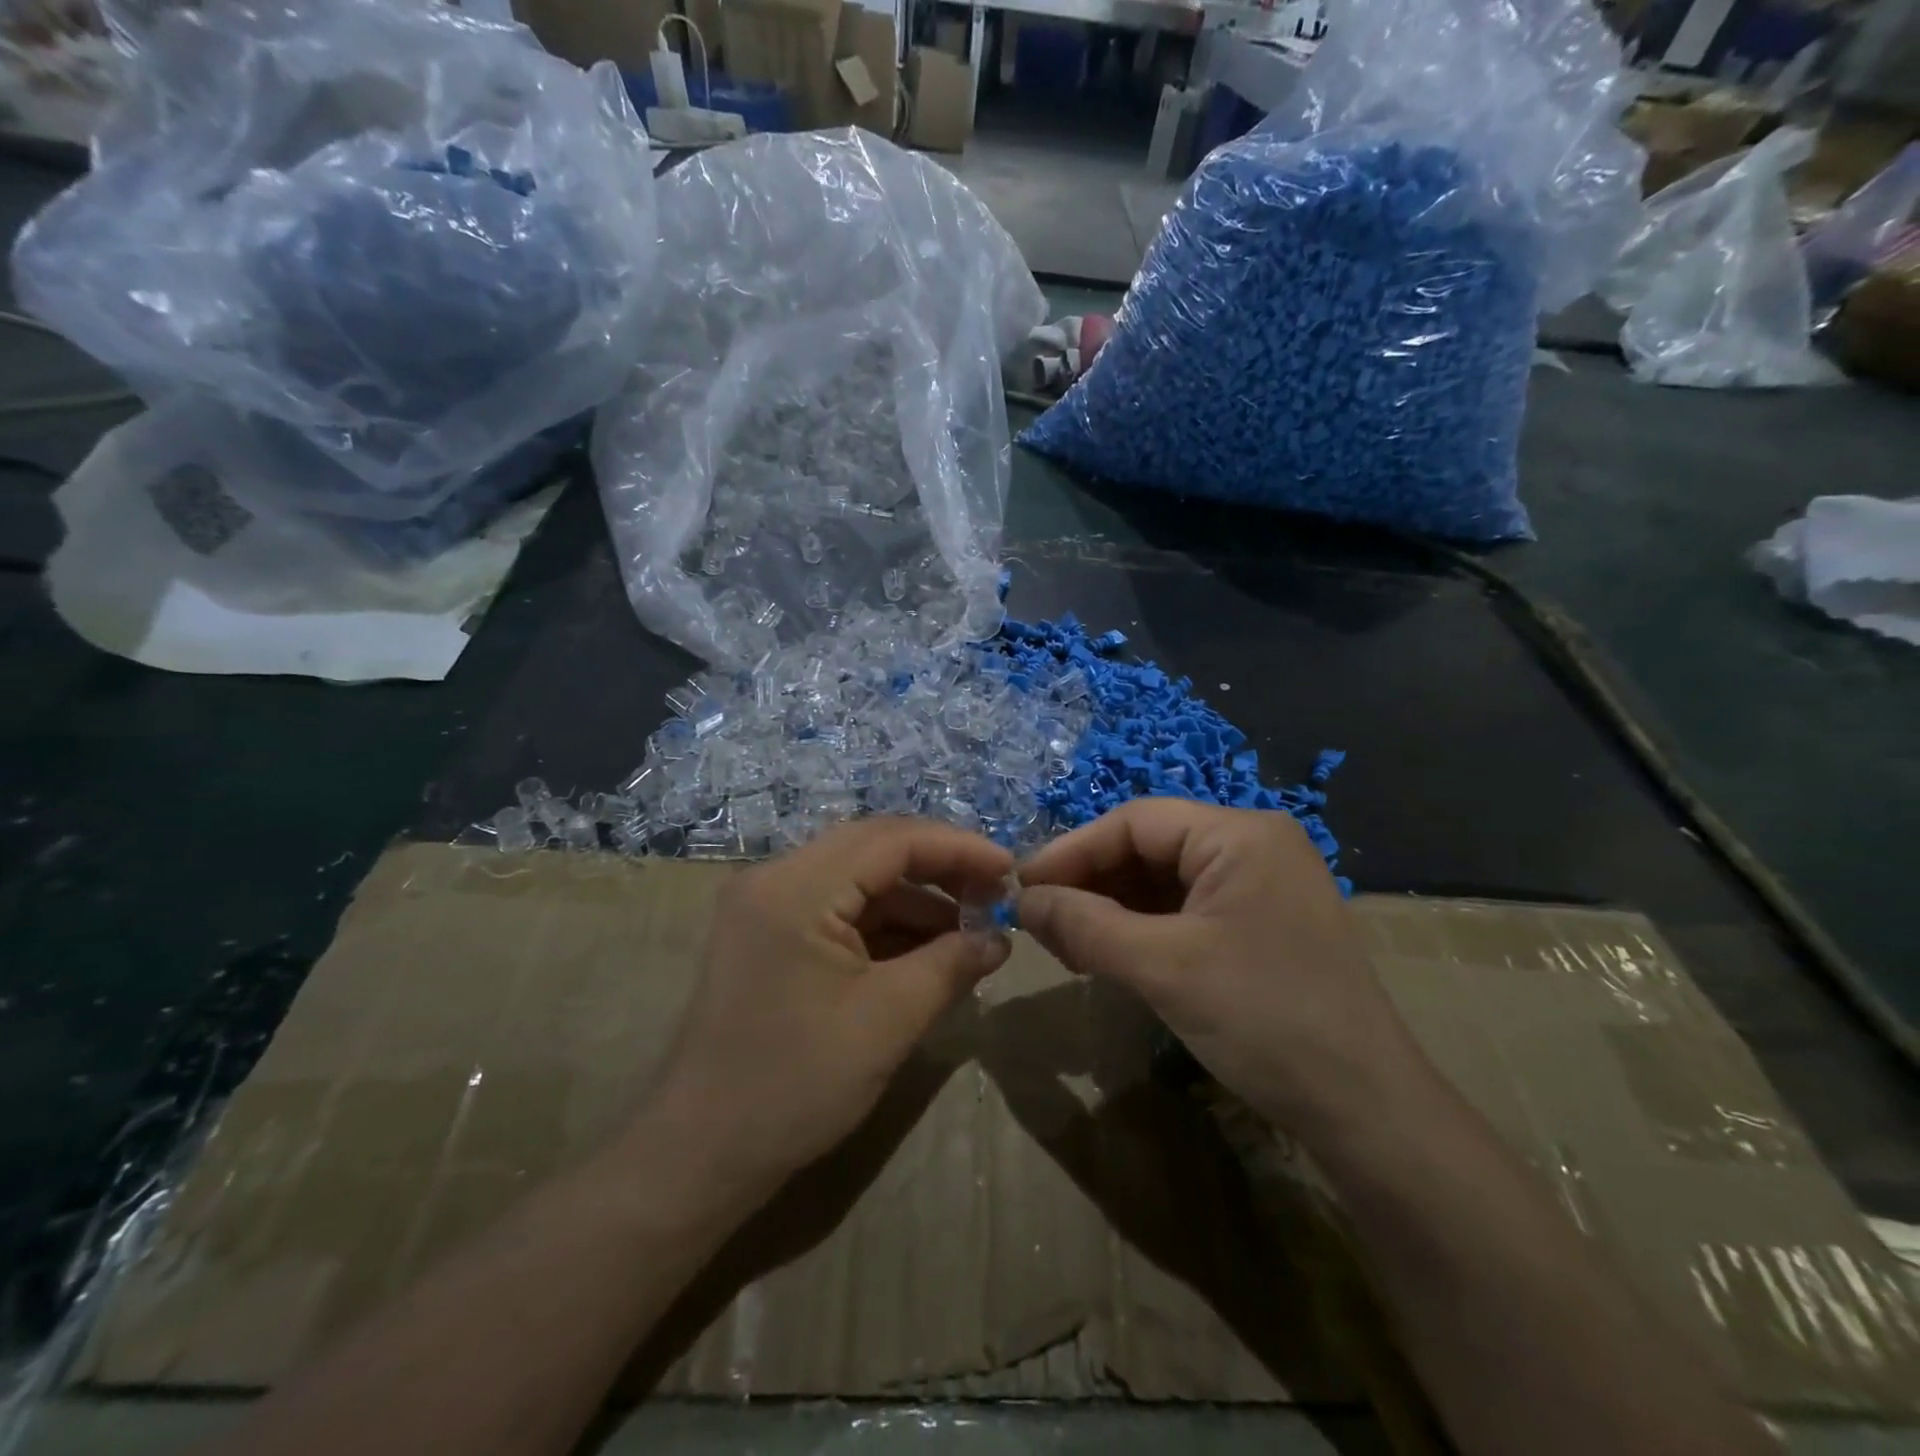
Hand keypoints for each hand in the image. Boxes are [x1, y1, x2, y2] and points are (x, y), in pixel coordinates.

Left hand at [643, 817, 1013, 1209]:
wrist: (700, 1155)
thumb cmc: (795, 1085)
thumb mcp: (889, 1020)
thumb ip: (951, 964)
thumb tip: (999, 938)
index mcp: (796, 887)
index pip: (892, 839)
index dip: (958, 848)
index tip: (1010, 870)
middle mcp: (775, 878)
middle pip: (873, 849)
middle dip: (939, 869)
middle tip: (992, 895)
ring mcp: (767, 906)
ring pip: (857, 879)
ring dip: (914, 900)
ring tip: (969, 933)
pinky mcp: (769, 936)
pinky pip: (838, 910)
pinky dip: (885, 924)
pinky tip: (925, 952)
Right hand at [1016, 799, 1426, 1145]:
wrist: (1366, 1111)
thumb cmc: (1263, 1019)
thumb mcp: (1162, 967)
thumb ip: (1084, 925)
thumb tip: (1021, 901)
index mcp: (1239, 834)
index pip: (1135, 822)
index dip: (1072, 851)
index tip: (1022, 887)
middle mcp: (1252, 846)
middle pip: (1148, 848)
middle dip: (1091, 883)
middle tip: (1039, 921)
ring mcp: (1260, 886)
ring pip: (1163, 881)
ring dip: (1111, 908)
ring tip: (1065, 943)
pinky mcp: (1259, 924)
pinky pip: (1185, 910)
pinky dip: (1142, 929)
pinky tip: (1108, 954)